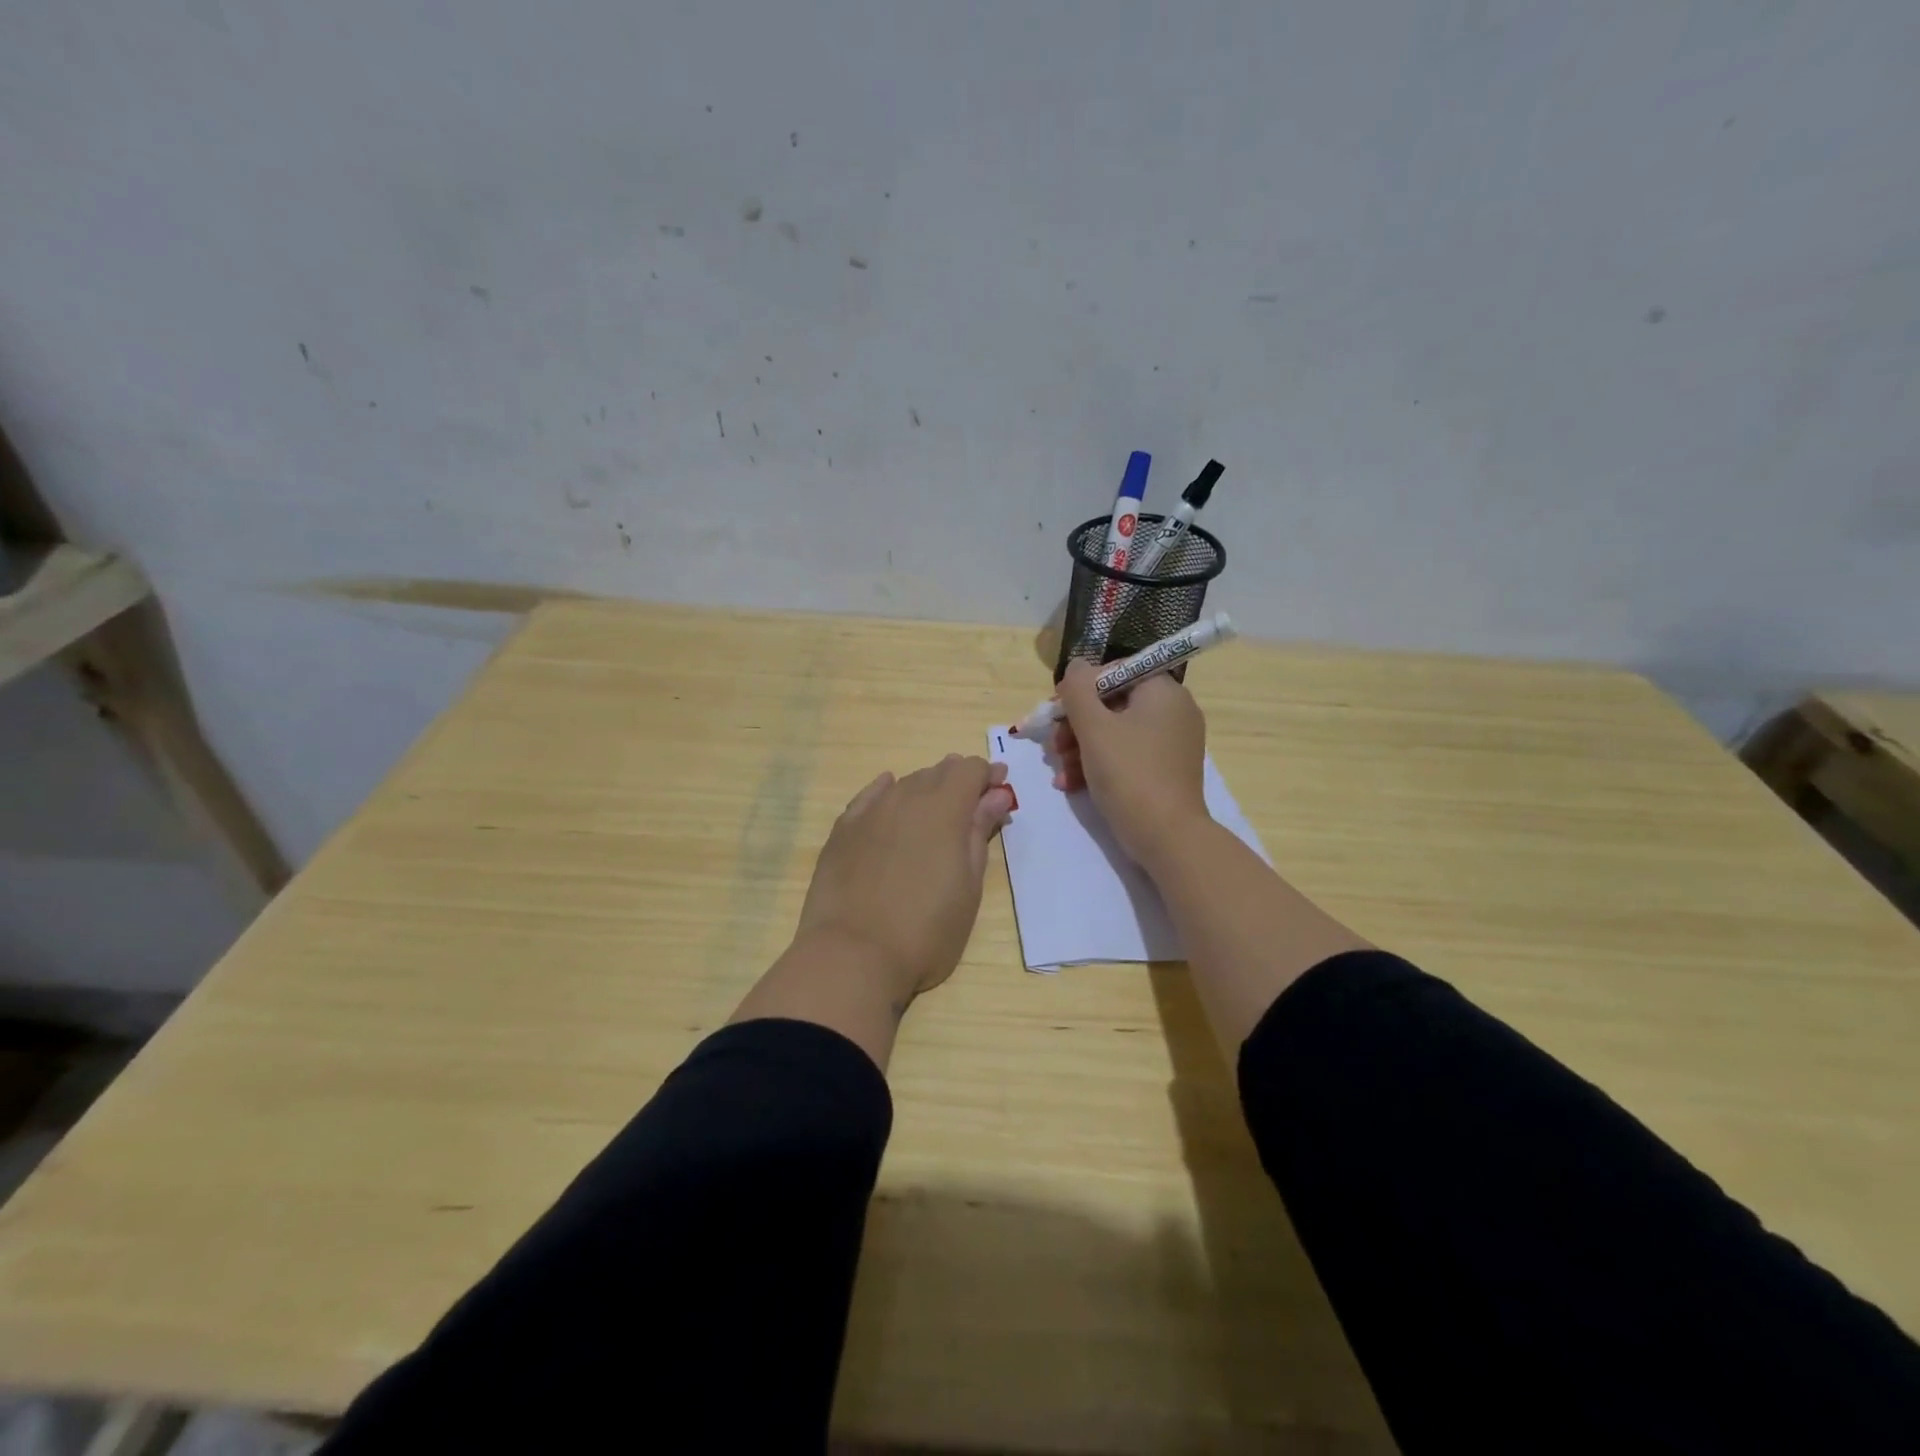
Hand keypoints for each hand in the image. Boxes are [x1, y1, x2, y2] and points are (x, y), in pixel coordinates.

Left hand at [793, 754, 1015, 1001]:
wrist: (853, 955)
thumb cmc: (926, 930)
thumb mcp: (968, 886)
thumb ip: (979, 833)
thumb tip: (996, 794)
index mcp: (944, 810)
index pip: (970, 769)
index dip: (988, 776)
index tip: (999, 792)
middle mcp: (906, 798)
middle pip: (937, 772)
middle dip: (959, 781)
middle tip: (972, 806)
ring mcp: (870, 813)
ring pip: (905, 783)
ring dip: (926, 788)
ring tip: (935, 812)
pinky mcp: (843, 830)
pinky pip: (869, 797)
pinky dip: (886, 791)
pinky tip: (889, 792)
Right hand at [1054, 662, 1209, 866]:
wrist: (1167, 837)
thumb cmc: (1129, 774)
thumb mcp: (1094, 728)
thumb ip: (1078, 689)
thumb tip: (1076, 666)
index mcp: (1163, 691)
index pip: (1115, 671)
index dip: (1081, 689)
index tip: (1056, 713)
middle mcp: (1173, 710)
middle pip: (1112, 703)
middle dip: (1076, 725)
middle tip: (1054, 746)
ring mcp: (1172, 742)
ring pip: (1116, 732)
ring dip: (1081, 748)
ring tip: (1059, 771)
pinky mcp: (1166, 770)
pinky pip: (1127, 755)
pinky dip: (1099, 765)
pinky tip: (1071, 784)